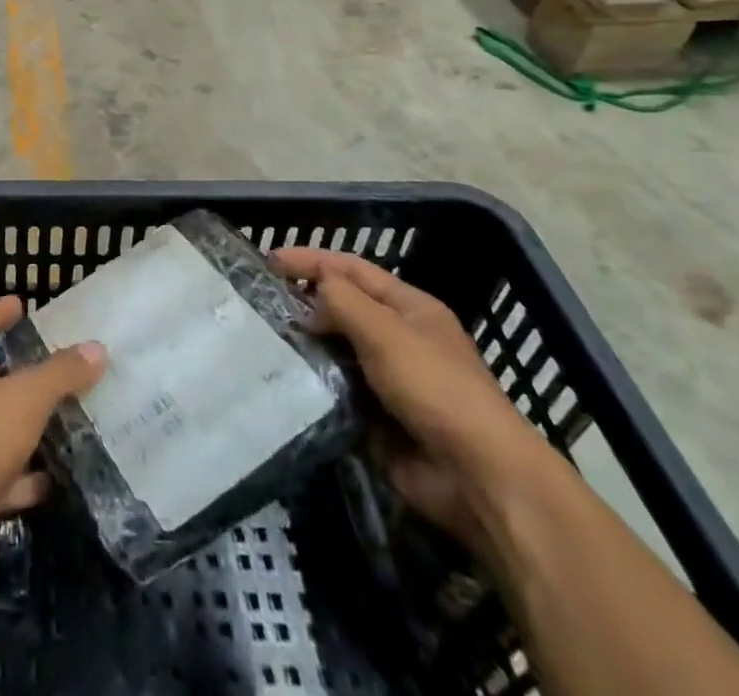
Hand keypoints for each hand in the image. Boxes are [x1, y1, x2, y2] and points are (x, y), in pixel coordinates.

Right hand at [271, 249, 558, 553]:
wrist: (479, 480)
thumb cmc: (436, 389)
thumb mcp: (386, 331)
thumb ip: (342, 301)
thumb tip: (311, 294)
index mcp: (410, 308)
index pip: (352, 269)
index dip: (310, 260)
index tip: (267, 260)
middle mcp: (399, 339)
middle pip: (343, 309)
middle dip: (304, 303)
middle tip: (259, 302)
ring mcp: (388, 381)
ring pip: (335, 351)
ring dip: (305, 346)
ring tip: (261, 339)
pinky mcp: (376, 420)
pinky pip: (335, 392)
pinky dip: (312, 386)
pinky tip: (281, 381)